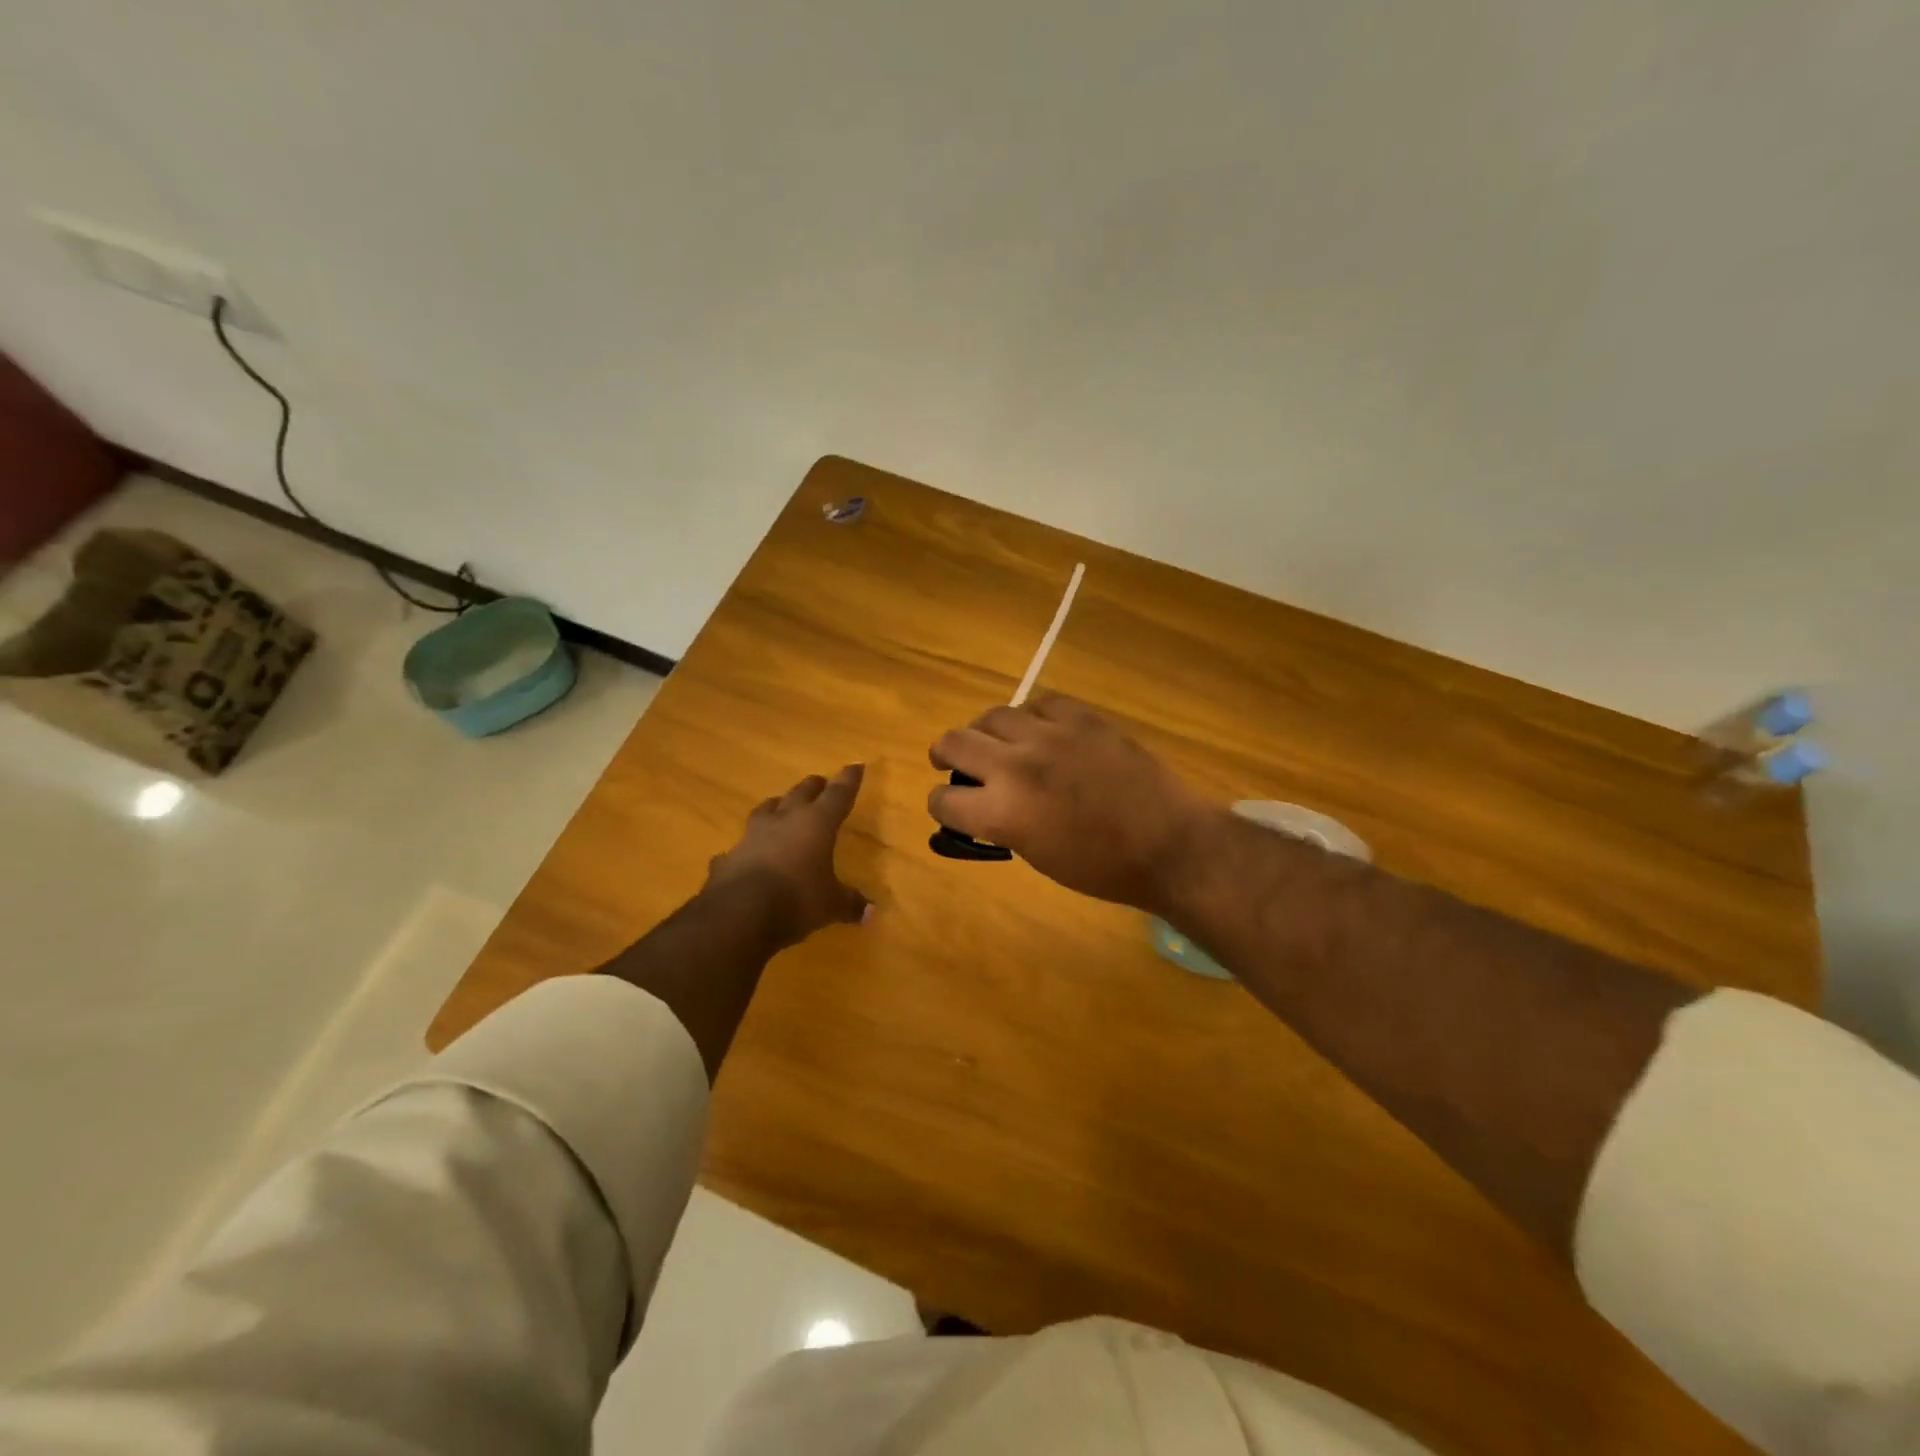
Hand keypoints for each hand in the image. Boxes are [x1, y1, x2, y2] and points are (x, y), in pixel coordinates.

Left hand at [707, 764, 870, 946]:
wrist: (738, 913)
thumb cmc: (796, 899)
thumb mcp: (831, 905)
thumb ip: (850, 903)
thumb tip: (870, 912)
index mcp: (816, 824)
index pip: (838, 795)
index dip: (848, 780)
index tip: (855, 765)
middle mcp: (784, 821)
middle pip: (801, 793)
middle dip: (813, 787)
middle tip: (820, 782)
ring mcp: (752, 836)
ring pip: (766, 810)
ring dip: (777, 806)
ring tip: (781, 805)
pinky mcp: (729, 857)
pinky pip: (740, 846)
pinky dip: (747, 848)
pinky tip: (745, 854)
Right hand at [928, 696, 1215, 910]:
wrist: (1168, 843)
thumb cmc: (1102, 868)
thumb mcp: (1037, 856)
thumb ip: (1002, 825)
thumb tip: (984, 806)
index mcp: (1002, 812)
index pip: (944, 800)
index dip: (942, 805)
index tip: (949, 806)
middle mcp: (1015, 766)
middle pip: (954, 742)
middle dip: (945, 755)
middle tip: (949, 761)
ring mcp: (1050, 735)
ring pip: (992, 716)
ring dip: (985, 732)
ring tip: (995, 742)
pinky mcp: (1081, 717)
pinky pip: (1039, 703)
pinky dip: (1030, 717)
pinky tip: (1038, 730)